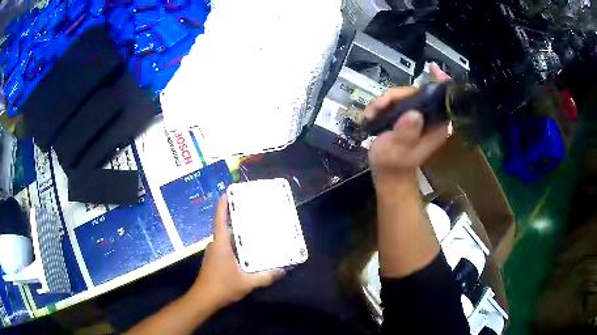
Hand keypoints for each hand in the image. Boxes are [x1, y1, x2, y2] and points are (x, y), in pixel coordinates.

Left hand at [190, 195, 282, 307]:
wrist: (204, 298)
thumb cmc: (223, 286)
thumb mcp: (247, 283)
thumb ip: (266, 277)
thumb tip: (283, 270)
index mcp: (221, 244)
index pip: (220, 219)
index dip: (222, 205)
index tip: (228, 192)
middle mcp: (215, 245)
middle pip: (225, 227)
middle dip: (236, 218)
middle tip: (253, 213)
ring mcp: (213, 253)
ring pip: (226, 238)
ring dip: (237, 233)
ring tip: (253, 231)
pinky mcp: (214, 260)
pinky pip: (225, 247)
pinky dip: (235, 244)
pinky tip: (246, 251)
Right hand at [365, 63, 450, 188]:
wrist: (386, 172)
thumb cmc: (394, 164)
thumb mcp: (398, 150)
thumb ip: (406, 133)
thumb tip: (413, 114)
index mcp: (436, 126)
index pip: (442, 100)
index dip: (439, 82)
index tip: (433, 68)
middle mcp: (429, 118)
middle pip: (416, 92)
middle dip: (396, 95)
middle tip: (379, 105)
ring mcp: (416, 116)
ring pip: (403, 95)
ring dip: (384, 101)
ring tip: (371, 113)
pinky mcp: (405, 116)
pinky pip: (394, 101)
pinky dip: (381, 105)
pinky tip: (371, 115)